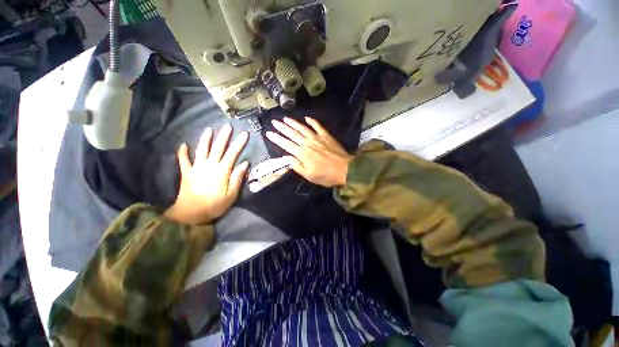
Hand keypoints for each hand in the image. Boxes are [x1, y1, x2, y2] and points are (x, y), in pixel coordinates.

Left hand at [164, 124, 248, 224]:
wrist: (190, 214)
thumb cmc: (214, 205)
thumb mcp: (231, 195)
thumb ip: (237, 178)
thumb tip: (244, 164)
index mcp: (221, 171)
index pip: (232, 154)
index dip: (239, 143)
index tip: (244, 134)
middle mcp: (209, 166)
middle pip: (218, 148)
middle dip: (224, 136)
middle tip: (227, 126)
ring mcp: (196, 168)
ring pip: (202, 150)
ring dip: (206, 139)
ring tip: (209, 129)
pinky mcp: (187, 173)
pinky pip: (184, 160)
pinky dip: (183, 152)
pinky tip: (183, 145)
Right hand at [266, 117, 351, 186]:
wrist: (345, 169)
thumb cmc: (326, 175)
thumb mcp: (309, 175)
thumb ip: (297, 166)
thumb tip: (286, 158)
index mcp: (302, 154)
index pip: (286, 144)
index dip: (277, 139)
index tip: (269, 133)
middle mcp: (308, 144)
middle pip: (292, 134)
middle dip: (282, 128)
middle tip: (274, 122)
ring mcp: (317, 138)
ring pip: (303, 128)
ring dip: (293, 123)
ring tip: (285, 118)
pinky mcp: (326, 136)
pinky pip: (318, 126)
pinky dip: (312, 121)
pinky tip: (307, 118)